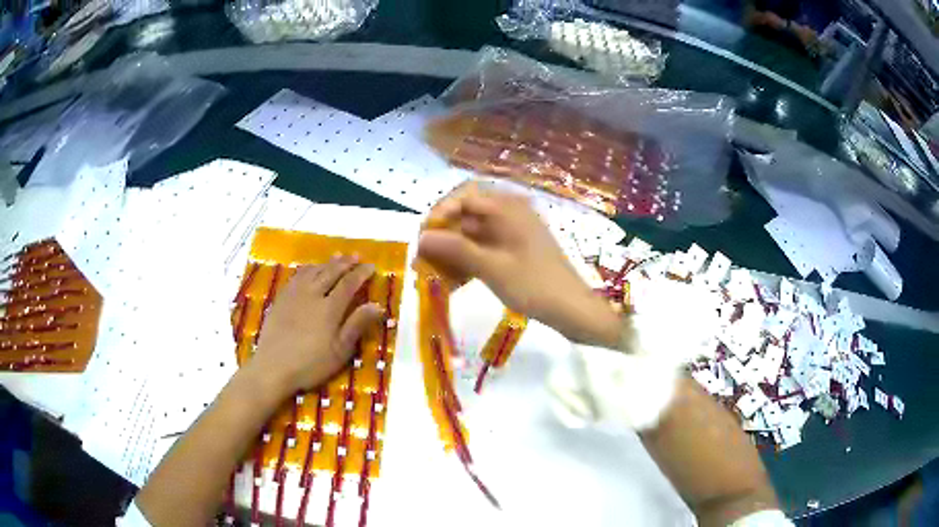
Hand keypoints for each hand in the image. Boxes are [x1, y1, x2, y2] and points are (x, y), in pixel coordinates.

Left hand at [249, 256, 382, 398]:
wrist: (273, 367)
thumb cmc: (310, 364)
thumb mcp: (340, 351)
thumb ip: (357, 325)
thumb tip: (377, 305)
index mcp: (330, 308)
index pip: (349, 284)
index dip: (361, 274)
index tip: (371, 266)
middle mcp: (313, 294)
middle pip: (331, 272)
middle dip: (345, 263)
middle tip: (356, 256)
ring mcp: (294, 295)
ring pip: (313, 271)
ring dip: (327, 263)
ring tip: (337, 257)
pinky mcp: (281, 299)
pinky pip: (297, 276)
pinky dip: (308, 268)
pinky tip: (310, 269)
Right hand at [418, 183, 620, 346]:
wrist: (573, 310)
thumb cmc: (535, 286)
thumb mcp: (493, 268)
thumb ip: (456, 249)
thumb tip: (421, 237)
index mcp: (509, 208)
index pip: (465, 195)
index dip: (440, 212)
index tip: (424, 237)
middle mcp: (510, 214)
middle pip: (467, 215)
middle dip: (442, 237)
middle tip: (422, 261)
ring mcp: (513, 234)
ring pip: (472, 235)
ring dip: (451, 253)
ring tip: (432, 277)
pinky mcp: (514, 252)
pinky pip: (484, 250)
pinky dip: (467, 263)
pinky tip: (453, 284)